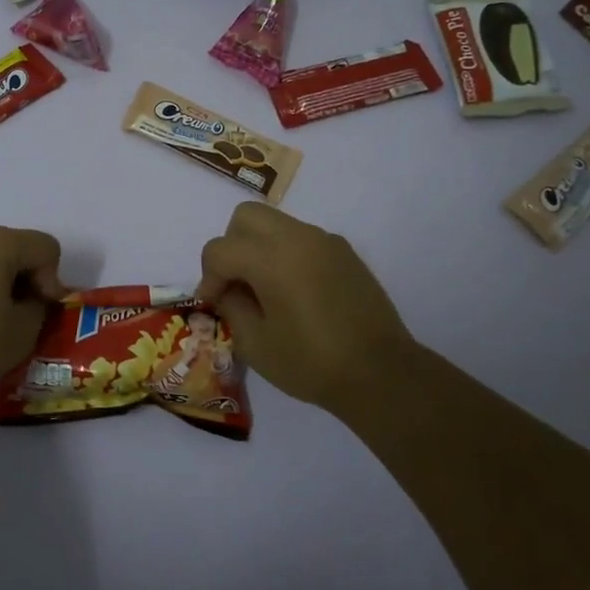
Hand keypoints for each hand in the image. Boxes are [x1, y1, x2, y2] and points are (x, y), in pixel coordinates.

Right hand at [195, 203, 418, 410]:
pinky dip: (287, 254)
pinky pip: (302, 239)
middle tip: (236, 284)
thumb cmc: (312, 362)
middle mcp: (297, 237)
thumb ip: (232, 308)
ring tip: (265, 290)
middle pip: (246, 216)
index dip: (208, 277)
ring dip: (259, 248)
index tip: (214, 305)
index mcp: (271, 258)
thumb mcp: (255, 344)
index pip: (220, 249)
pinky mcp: (345, 252)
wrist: (382, 373)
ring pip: (276, 223)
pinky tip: (296, 293)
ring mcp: (325, 241)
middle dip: (231, 246)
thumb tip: (228, 291)